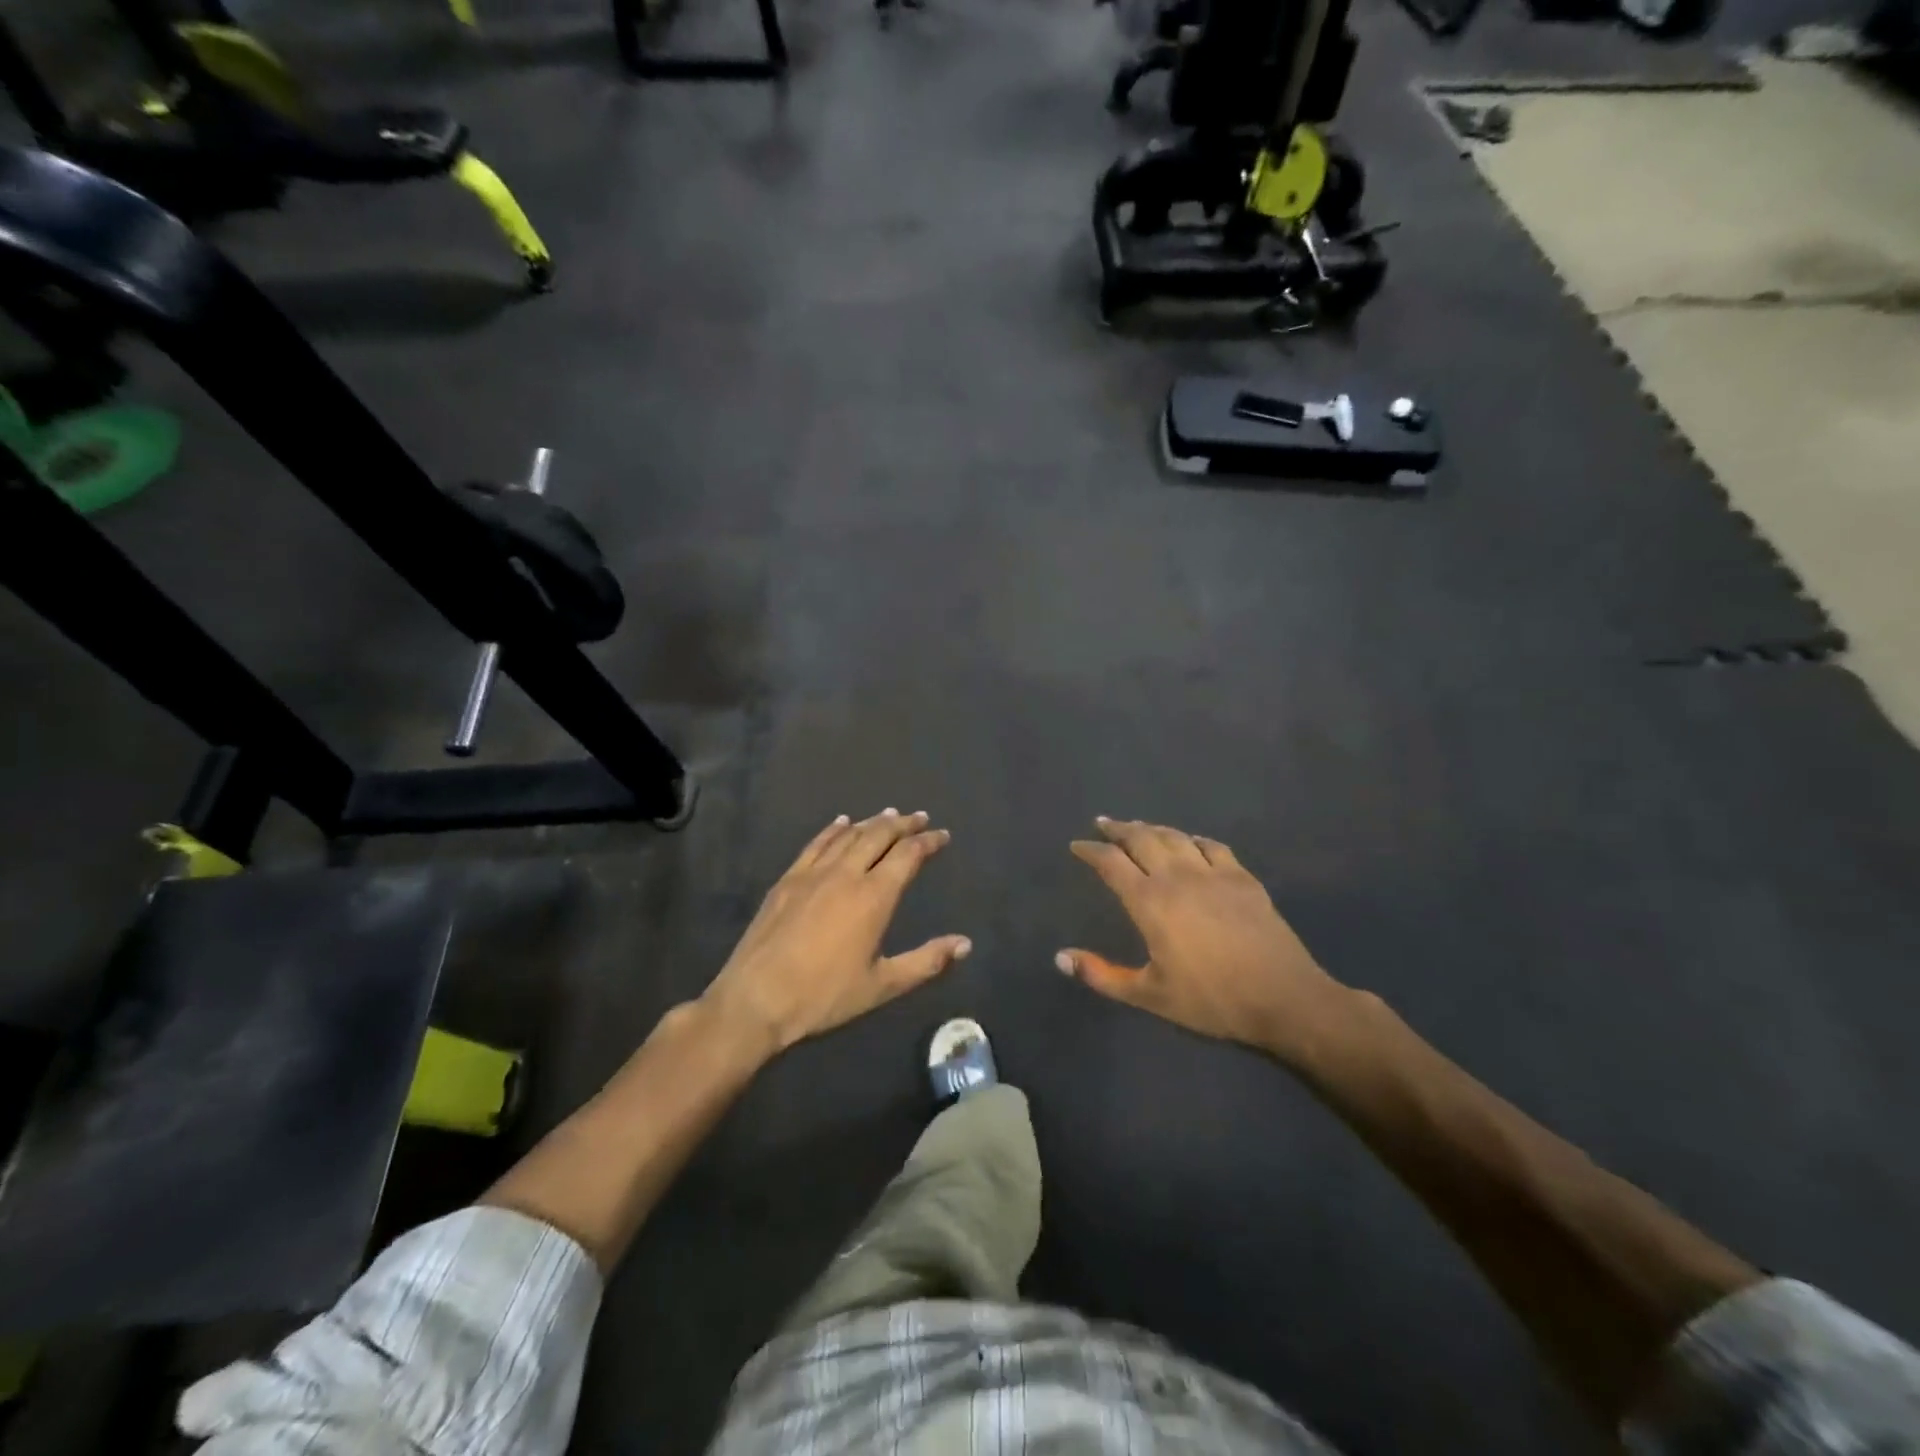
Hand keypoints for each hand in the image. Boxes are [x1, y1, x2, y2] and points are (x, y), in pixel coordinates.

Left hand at [704, 809, 970, 1054]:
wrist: (756, 999)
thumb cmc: (824, 996)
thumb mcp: (882, 985)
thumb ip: (926, 962)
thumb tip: (965, 944)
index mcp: (874, 896)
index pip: (908, 855)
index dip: (928, 841)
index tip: (942, 835)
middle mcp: (846, 874)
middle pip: (879, 835)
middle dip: (903, 823)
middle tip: (919, 817)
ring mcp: (813, 873)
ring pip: (849, 835)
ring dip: (872, 822)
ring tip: (889, 814)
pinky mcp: (787, 879)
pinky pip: (816, 843)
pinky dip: (833, 829)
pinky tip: (841, 823)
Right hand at [1058, 817, 1355, 1062]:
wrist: (1284, 998)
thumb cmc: (1211, 1000)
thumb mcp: (1149, 995)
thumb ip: (1102, 975)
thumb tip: (1060, 958)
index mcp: (1149, 902)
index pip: (1111, 862)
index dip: (1090, 850)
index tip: (1077, 845)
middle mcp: (1177, 877)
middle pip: (1141, 838)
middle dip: (1118, 829)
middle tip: (1103, 824)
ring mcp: (1213, 873)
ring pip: (1175, 836)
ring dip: (1152, 828)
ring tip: (1139, 827)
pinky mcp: (1242, 878)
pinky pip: (1212, 846)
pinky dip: (1193, 839)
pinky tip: (1190, 842)